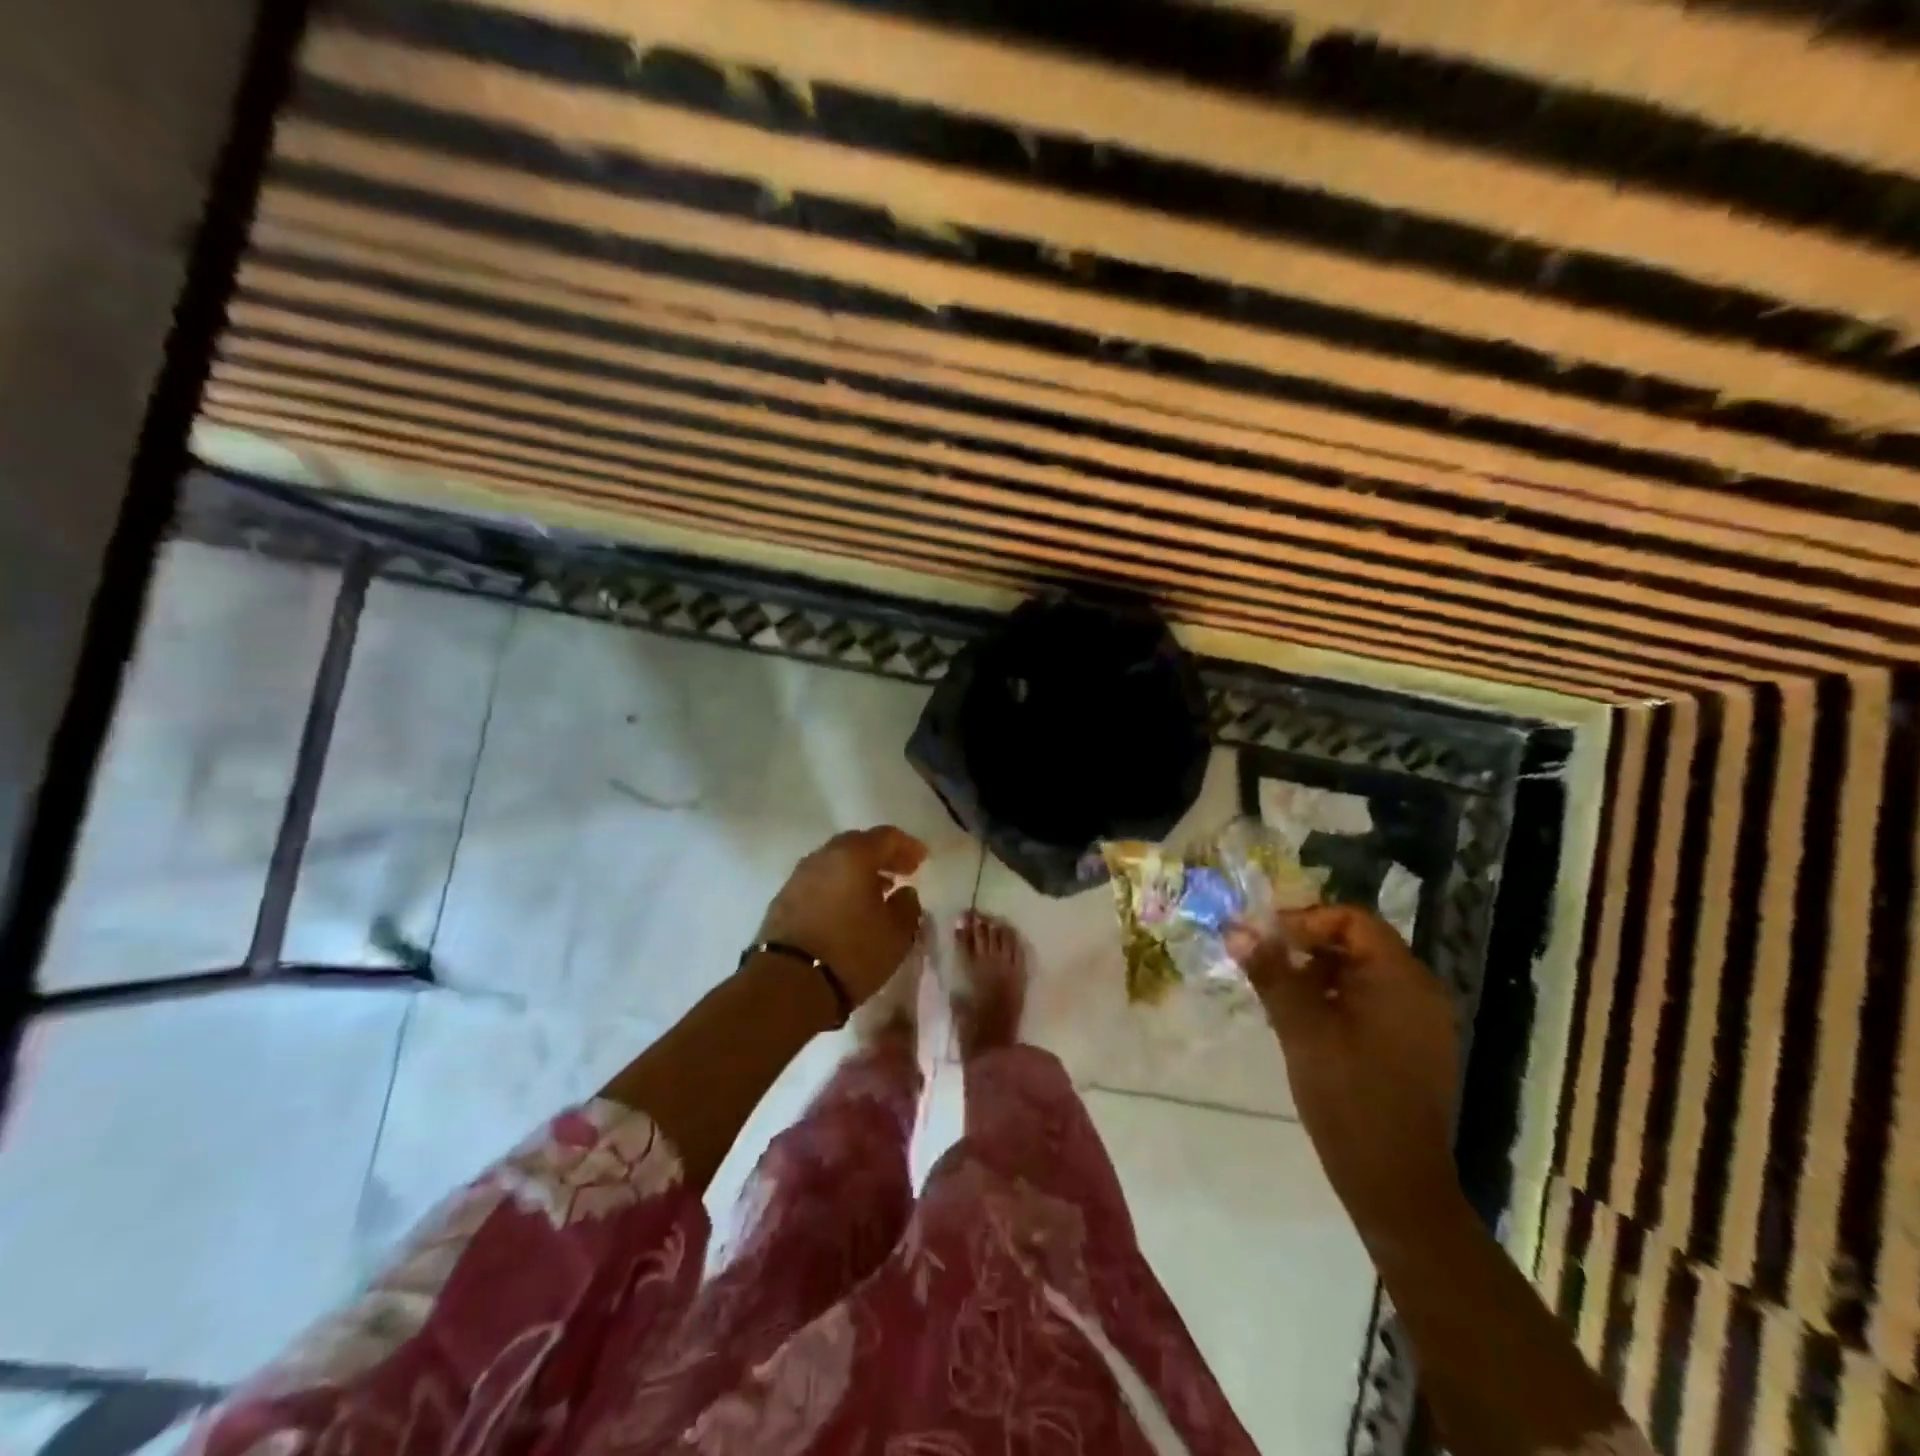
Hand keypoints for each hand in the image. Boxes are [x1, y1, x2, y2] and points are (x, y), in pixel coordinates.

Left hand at [756, 827, 927, 1004]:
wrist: (787, 984)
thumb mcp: (896, 934)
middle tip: (900, 872)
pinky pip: (818, 882)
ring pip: (835, 863)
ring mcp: (798, 877)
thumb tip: (905, 892)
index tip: (922, 859)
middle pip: (857, 844)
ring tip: (875, 892)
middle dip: (881, 856)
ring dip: (857, 872)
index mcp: (853, 855)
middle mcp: (823, 857)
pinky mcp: (783, 900)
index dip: (908, 846)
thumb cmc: (852, 952)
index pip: (886, 837)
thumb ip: (908, 906)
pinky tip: (847, 908)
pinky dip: (837, 886)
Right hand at [1230, 905, 1460, 1237]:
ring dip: (1317, 974)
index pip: (1352, 919)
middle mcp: (1419, 991)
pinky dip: (1335, 1000)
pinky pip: (1371, 1002)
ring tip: (1277, 996)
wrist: (1396, 1184)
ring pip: (1361, 974)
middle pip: (1357, 943)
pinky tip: (1304, 1024)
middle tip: (1264, 965)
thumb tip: (1237, 930)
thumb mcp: (1301, 1029)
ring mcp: (1419, 1021)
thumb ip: (1271, 973)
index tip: (1266, 940)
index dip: (1305, 921)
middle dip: (1306, 947)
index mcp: (1400, 978)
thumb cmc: (1349, 1097)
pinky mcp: (1412, 1047)